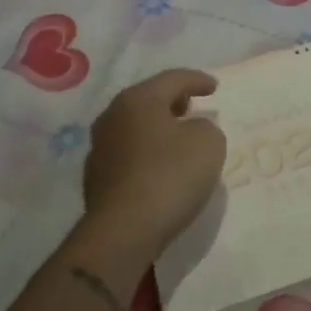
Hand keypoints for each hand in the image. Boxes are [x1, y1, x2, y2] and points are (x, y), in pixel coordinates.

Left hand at [82, 68, 225, 258]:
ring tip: (178, 138)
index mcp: (137, 100)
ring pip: (135, 127)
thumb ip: (205, 127)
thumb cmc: (169, 176)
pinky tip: (161, 167)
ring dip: (157, 128)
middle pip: (148, 100)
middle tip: (192, 107)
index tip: (214, 88)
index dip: (197, 80)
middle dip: (172, 101)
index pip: (172, 79)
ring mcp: (100, 149)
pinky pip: (129, 154)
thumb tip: (190, 131)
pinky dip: (147, 153)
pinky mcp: (96, 179)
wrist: (123, 232)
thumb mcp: (208, 143)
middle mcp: (112, 117)